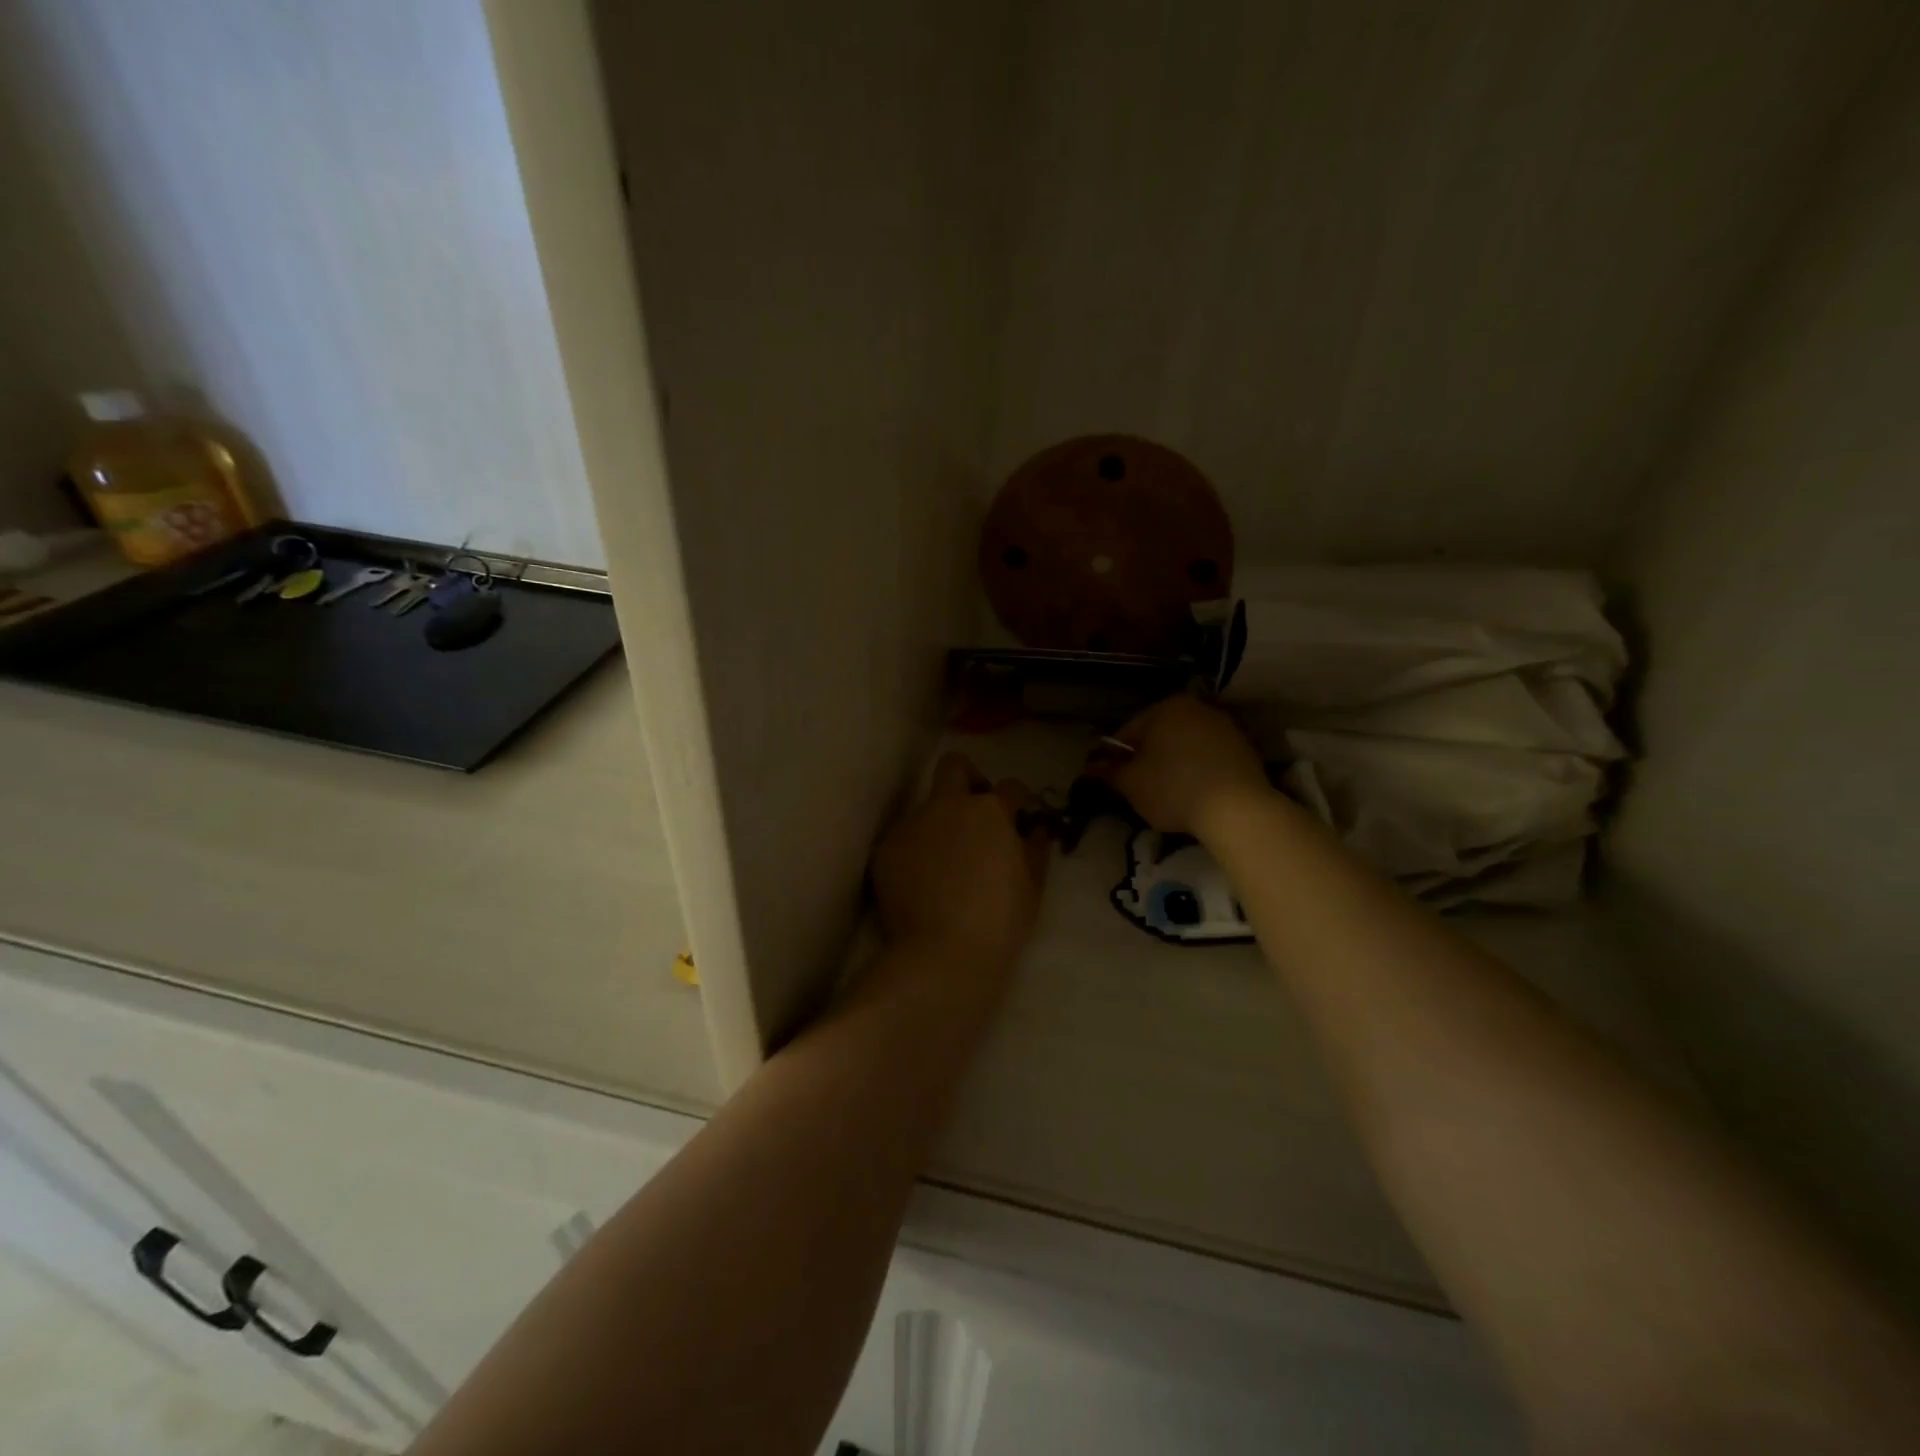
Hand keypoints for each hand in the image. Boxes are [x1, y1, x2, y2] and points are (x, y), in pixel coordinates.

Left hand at [871, 752, 1048, 969]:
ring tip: (945, 867)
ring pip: (925, 810)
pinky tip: (921, 886)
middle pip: (953, 766)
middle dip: (967, 777)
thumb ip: (1035, 848)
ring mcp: (911, 825)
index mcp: (988, 811)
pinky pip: (904, 842)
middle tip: (975, 811)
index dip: (1018, 800)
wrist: (943, 953)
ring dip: (939, 826)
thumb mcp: (1032, 886)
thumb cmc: (999, 920)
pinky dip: (914, 854)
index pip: (1009, 787)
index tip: (1019, 816)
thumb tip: (1035, 830)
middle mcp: (946, 806)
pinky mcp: (885, 850)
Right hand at [1091, 695, 1272, 837]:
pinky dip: (1199, 770)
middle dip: (1148, 758)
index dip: (1117, 757)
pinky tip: (1196, 794)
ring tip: (1170, 794)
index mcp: (1166, 707)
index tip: (1116, 779)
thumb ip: (1109, 771)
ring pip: (1186, 745)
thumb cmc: (1174, 789)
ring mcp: (1225, 727)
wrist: (1237, 809)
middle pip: (1160, 735)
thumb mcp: (1131, 783)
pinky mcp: (1245, 749)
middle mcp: (1197, 708)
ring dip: (1174, 764)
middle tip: (1141, 788)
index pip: (1129, 731)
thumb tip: (1091, 766)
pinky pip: (1210, 757)